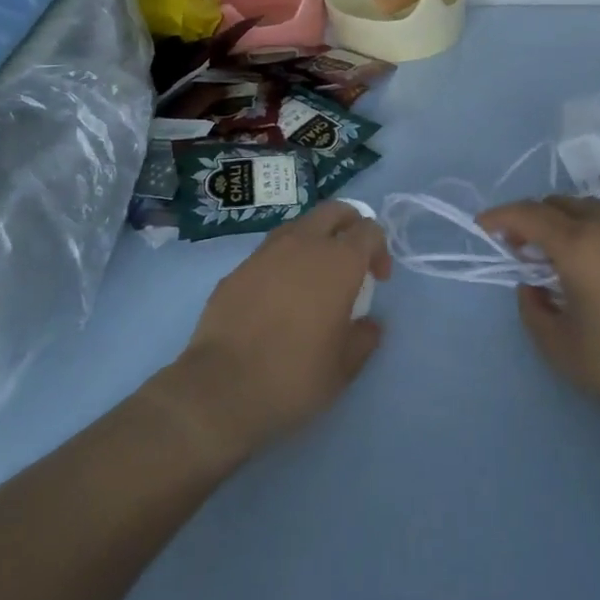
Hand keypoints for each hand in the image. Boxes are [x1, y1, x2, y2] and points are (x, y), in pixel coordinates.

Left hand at [160, 202, 390, 462]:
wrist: (220, 388)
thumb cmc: (294, 376)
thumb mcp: (343, 368)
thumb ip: (363, 338)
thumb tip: (368, 325)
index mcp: (338, 262)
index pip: (369, 230)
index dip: (379, 249)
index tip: (377, 280)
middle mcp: (304, 244)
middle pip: (334, 211)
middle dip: (350, 225)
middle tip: (353, 258)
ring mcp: (266, 252)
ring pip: (299, 225)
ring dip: (315, 239)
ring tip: (314, 276)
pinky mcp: (237, 268)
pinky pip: (270, 251)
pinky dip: (283, 262)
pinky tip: (279, 296)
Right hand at [477, 196, 599, 427]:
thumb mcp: (558, 346)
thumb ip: (531, 309)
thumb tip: (531, 285)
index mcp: (577, 245)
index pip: (528, 214)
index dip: (500, 216)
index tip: (482, 226)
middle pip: (556, 204)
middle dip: (530, 218)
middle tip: (518, 247)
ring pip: (586, 207)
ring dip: (561, 220)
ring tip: (554, 252)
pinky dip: (589, 227)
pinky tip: (591, 259)